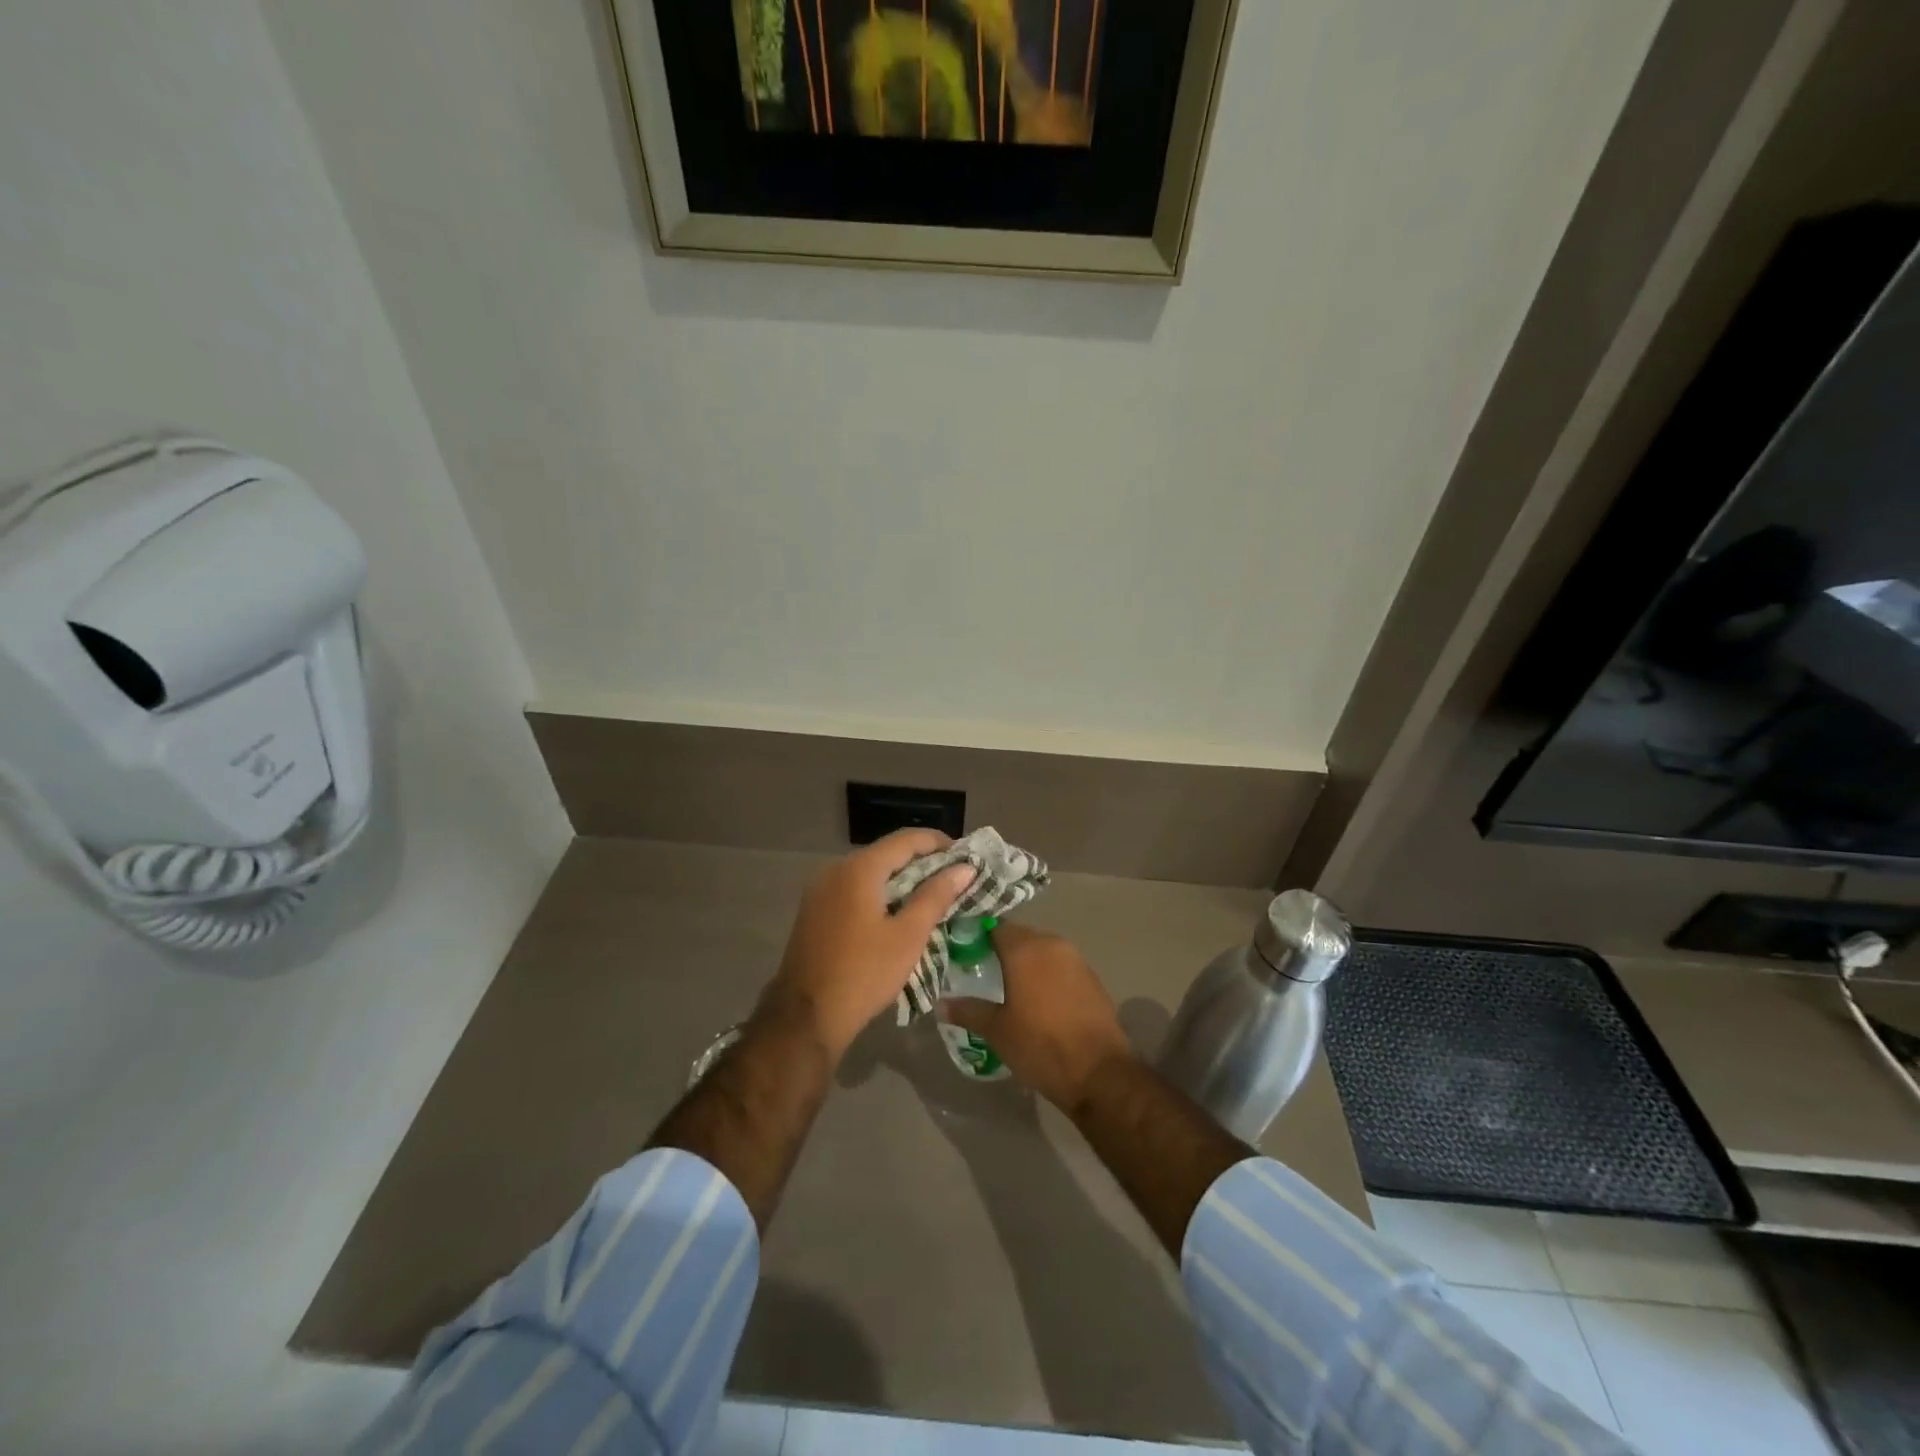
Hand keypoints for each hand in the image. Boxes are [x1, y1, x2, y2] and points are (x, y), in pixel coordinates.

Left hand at [760, 829, 975, 1061]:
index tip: (964, 856)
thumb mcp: (908, 935)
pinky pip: (854, 890)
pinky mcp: (814, 911)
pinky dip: (880, 893)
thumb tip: (964, 868)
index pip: (905, 840)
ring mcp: (820, 890)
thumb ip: (936, 896)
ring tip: (932, 897)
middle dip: (921, 862)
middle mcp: (835, 869)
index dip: (938, 843)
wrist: (806, 1017)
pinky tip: (898, 913)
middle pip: (886, 854)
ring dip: (901, 880)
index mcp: (859, 869)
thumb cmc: (864, 973)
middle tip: (953, 879)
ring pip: (869, 873)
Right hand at [938, 923, 1135, 1114]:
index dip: (976, 936)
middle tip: (981, 970)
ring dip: (1025, 962)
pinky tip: (1036, 998)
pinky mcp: (1091, 977)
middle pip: (1019, 936)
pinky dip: (1045, 974)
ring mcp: (1076, 959)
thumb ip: (968, 1011)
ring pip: (1042, 950)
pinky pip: (1060, 966)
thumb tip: (941, 1004)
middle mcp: (1052, 944)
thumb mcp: (997, 1031)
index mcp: (1025, 948)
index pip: (994, 927)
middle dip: (1000, 949)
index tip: (961, 950)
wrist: (1100, 1073)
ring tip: (1006, 985)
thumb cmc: (1041, 1046)